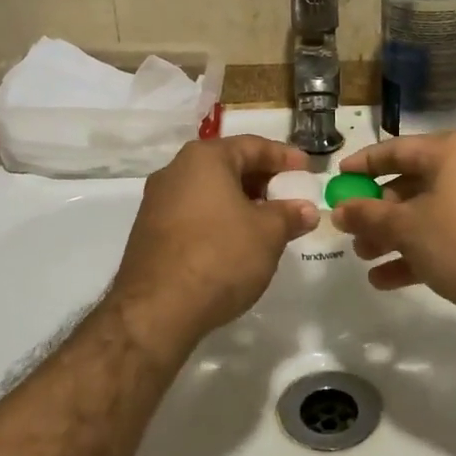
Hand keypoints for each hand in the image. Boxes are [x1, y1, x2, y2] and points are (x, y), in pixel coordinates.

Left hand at [109, 134, 316, 355]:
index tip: (306, 169)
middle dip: (262, 180)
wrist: (156, 310)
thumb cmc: (219, 256)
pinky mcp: (149, 232)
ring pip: (209, 191)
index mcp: (204, 158)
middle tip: (289, 196)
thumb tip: (305, 209)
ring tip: (267, 223)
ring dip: (240, 202)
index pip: (252, 145)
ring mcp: (157, 202)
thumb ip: (289, 215)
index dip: (284, 156)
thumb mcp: (268, 234)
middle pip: (227, 166)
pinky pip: (193, 214)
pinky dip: (218, 219)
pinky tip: (236, 242)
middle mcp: (175, 170)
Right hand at [331, 131, 455, 325]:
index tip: (338, 180)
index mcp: (452, 151)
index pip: (396, 149)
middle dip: (378, 212)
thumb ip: (369, 216)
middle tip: (352, 233)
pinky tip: (390, 279)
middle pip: (412, 183)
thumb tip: (338, 209)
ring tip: (367, 259)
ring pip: (430, 211)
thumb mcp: (408, 228)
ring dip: (396, 235)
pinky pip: (451, 232)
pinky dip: (423, 249)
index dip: (363, 165)